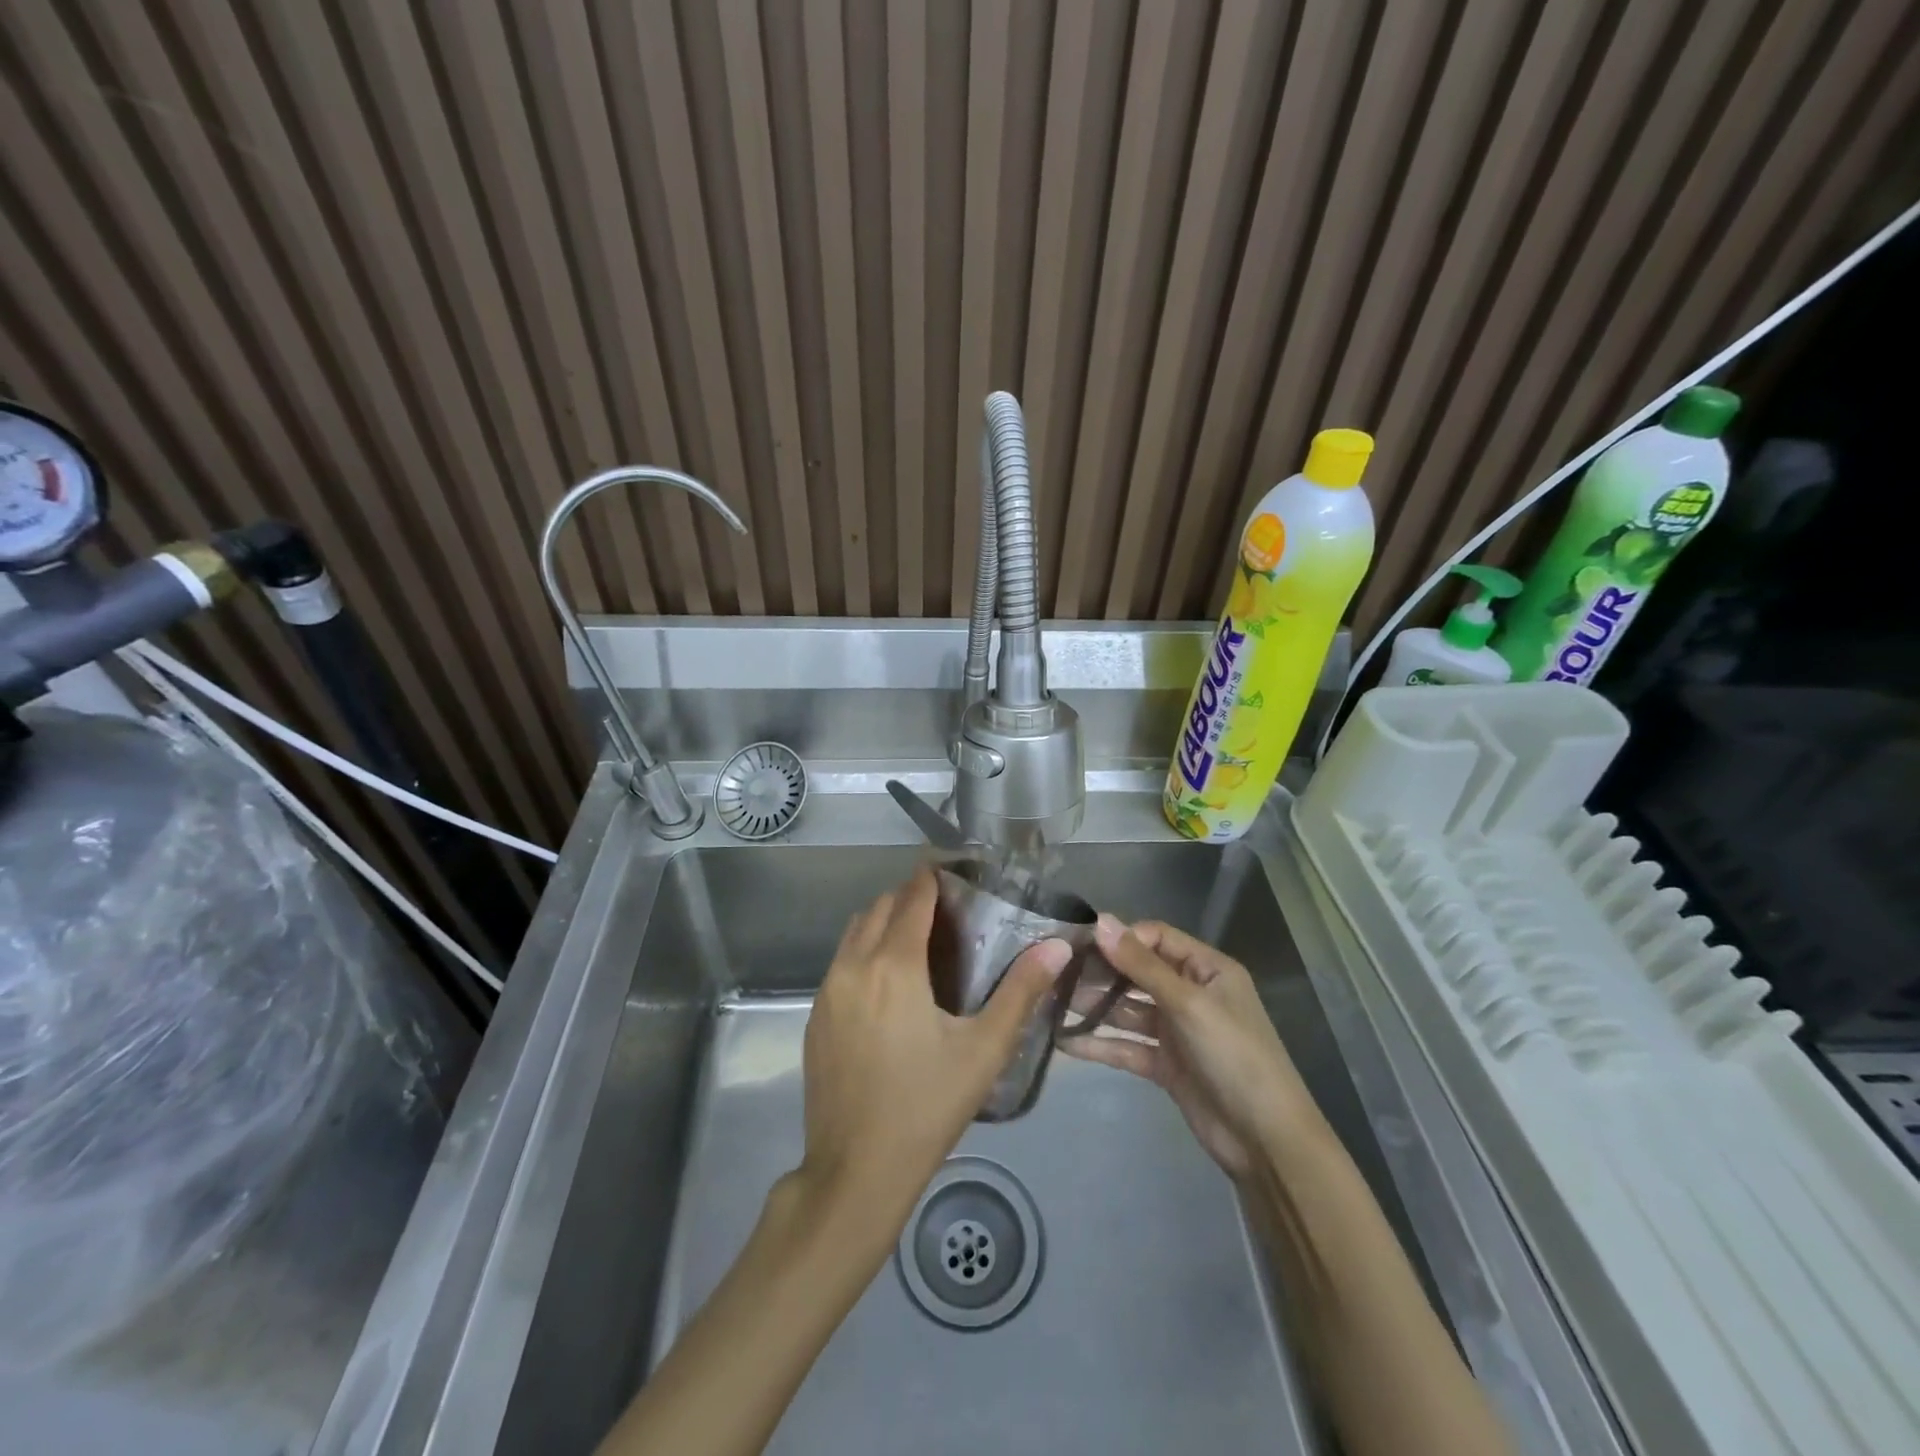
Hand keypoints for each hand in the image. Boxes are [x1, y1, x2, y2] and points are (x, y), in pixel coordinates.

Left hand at [795, 866, 1071, 1231]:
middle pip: (879, 907)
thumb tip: (1058, 945)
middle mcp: (853, 965)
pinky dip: (864, 950)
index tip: (957, 872)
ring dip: (883, 921)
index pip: (911, 897)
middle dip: (909, 897)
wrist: (855, 1173)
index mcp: (893, 965)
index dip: (933, 877)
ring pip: (854, 932)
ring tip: (920, 940)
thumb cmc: (926, 1107)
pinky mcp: (815, 1016)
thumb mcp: (983, 1051)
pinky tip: (889, 984)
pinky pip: (841, 961)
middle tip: (947, 911)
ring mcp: (826, 991)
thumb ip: (1021, 992)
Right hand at [1060, 915, 1324, 1179]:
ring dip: (1094, 1006)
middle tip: (1057, 972)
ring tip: (1052, 1002)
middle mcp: (1190, 993)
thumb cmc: (1234, 1056)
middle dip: (1101, 971)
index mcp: (1207, 970)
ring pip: (1127, 1009)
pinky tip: (1065, 1041)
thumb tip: (1101, 921)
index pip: (1157, 937)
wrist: (1266, 1140)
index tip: (1080, 943)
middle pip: (1138, 972)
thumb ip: (1142, 965)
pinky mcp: (1165, 1064)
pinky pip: (1127, 1045)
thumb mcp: (1189, 1004)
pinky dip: (1099, 1044)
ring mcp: (1176, 1030)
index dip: (1122, 938)